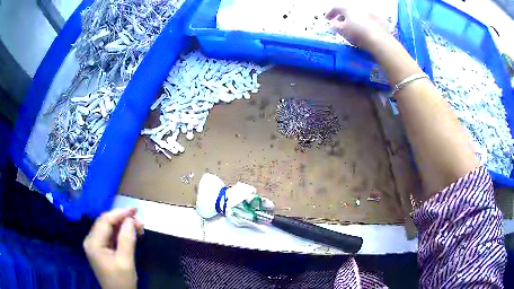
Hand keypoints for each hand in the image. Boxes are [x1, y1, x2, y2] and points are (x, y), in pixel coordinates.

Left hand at [84, 208, 143, 288]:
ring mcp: (94, 245)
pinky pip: (109, 236)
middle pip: (105, 223)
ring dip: (122, 226)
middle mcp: (90, 240)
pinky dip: (120, 233)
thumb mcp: (126, 261)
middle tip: (139, 220)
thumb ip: (127, 239)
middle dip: (122, 219)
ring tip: (138, 226)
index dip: (119, 213)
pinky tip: (130, 233)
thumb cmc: (121, 281)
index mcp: (93, 243)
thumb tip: (131, 219)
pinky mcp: (100, 249)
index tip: (135, 210)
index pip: (105, 221)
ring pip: (108, 228)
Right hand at [326, 4, 390, 49]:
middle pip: (348, 10)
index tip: (327, 19)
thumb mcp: (342, 31)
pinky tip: (364, 31)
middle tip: (340, 24)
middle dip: (343, 17)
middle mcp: (359, 7)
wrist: (380, 41)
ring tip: (353, 28)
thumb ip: (335, 26)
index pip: (336, 7)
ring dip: (354, 20)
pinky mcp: (380, 21)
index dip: (330, 13)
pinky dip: (364, 25)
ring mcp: (371, 13)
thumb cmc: (357, 34)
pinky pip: (369, 21)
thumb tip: (333, 24)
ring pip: (359, 15)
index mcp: (348, 8)